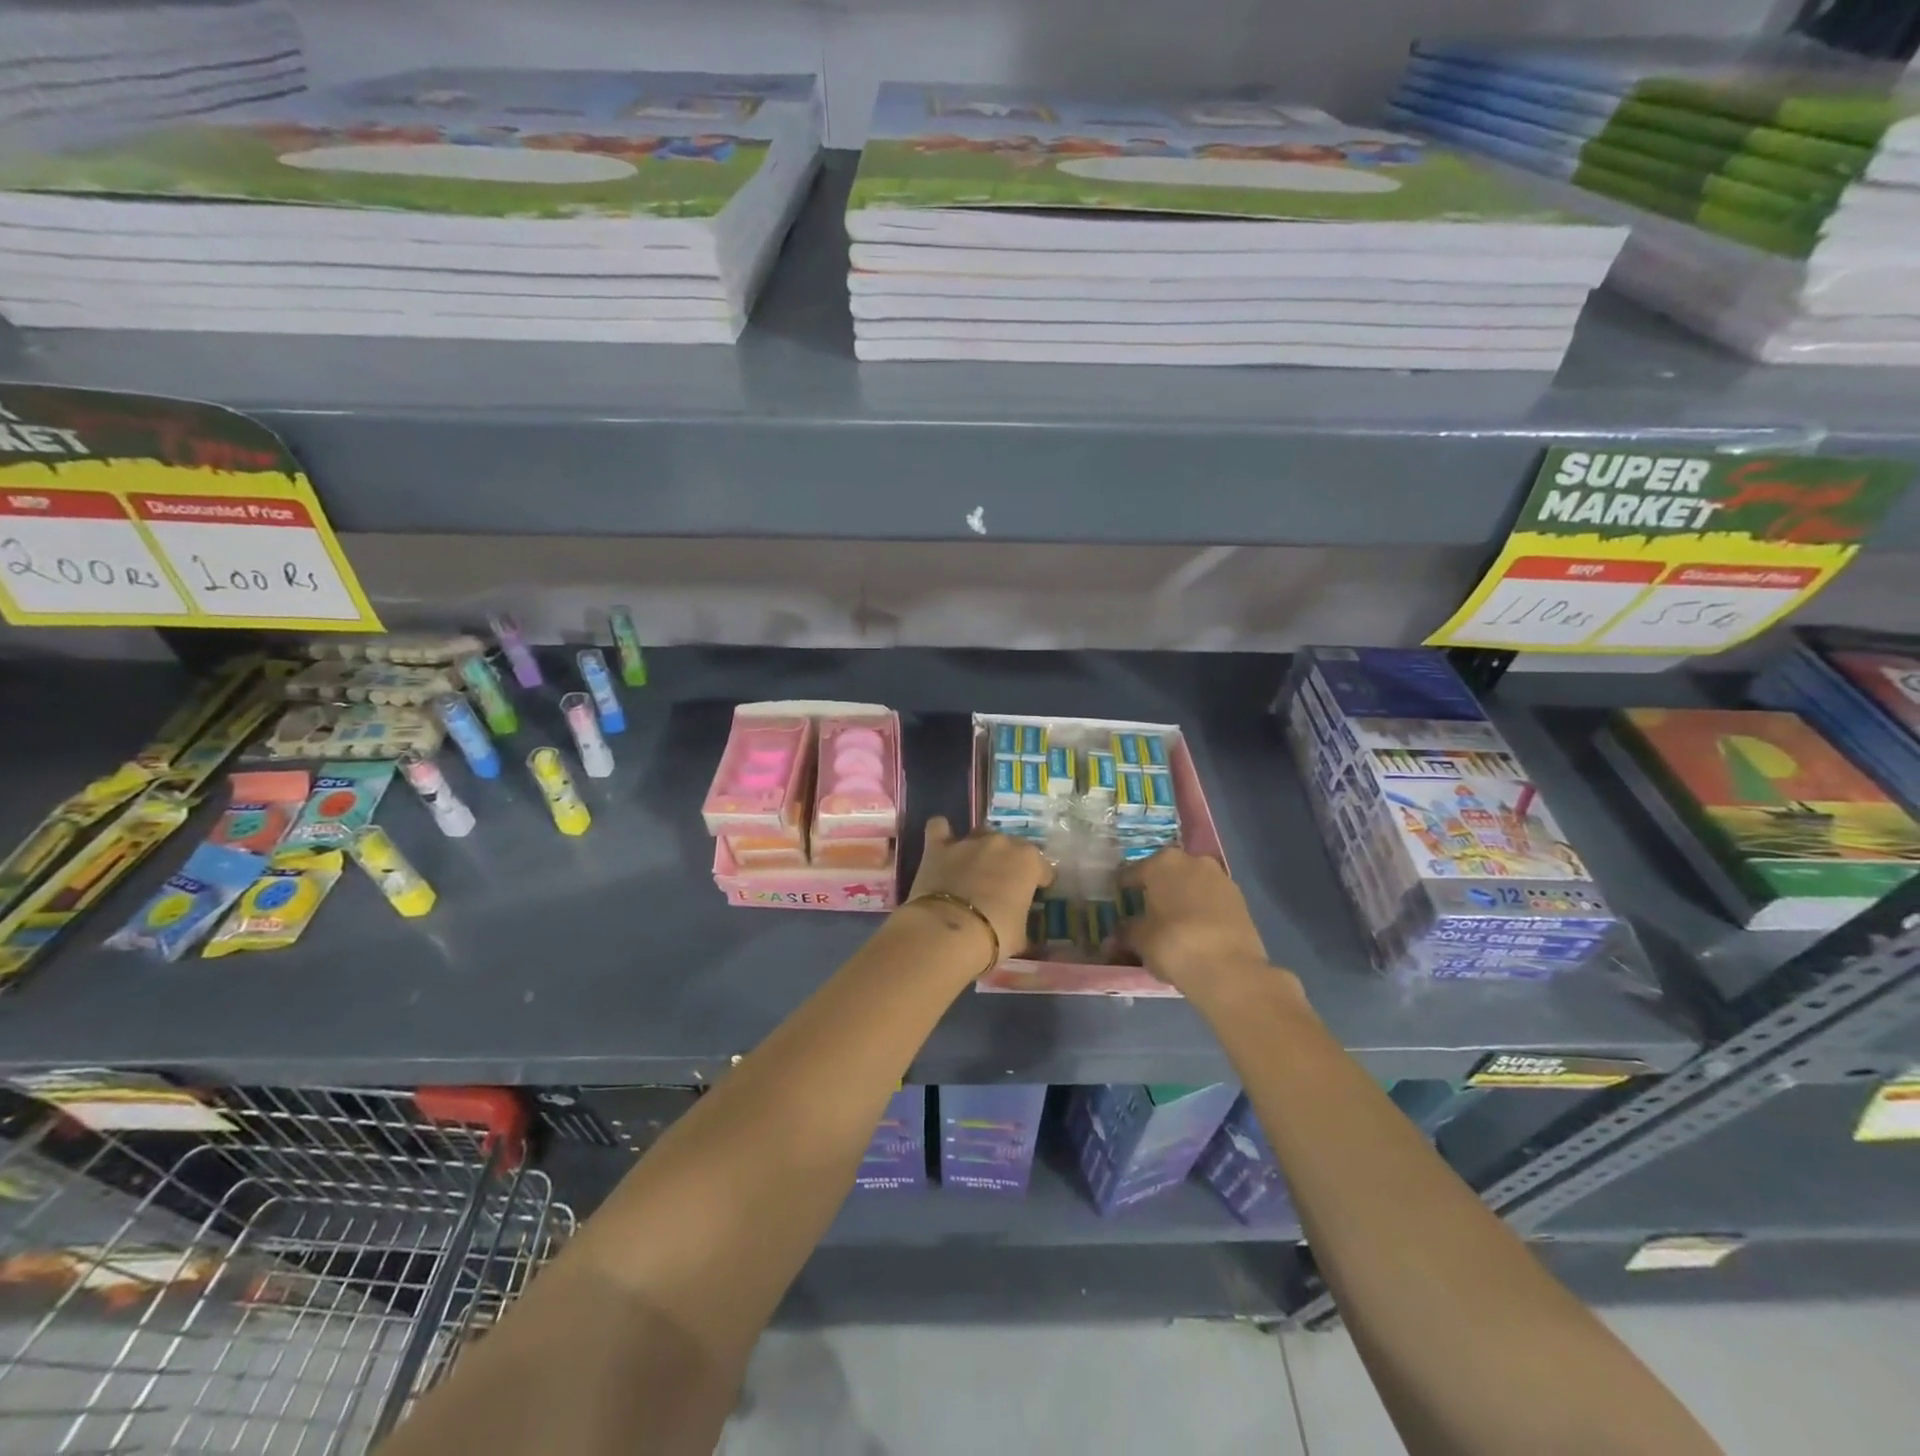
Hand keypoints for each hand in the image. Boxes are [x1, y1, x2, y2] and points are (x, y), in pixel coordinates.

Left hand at [905, 816, 1053, 961]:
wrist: (949, 932)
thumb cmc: (995, 936)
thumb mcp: (1020, 935)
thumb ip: (1020, 918)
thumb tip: (1014, 921)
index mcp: (1028, 862)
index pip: (1042, 867)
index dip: (1040, 881)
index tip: (1036, 893)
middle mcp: (1000, 843)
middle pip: (1011, 846)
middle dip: (1009, 862)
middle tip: (1002, 885)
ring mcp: (968, 841)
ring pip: (980, 834)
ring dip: (980, 849)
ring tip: (974, 869)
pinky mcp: (938, 846)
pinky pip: (939, 827)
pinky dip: (941, 834)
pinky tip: (943, 844)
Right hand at [1120, 848, 1280, 996]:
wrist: (1230, 970)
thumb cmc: (1173, 944)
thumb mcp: (1139, 940)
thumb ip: (1126, 931)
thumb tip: (1117, 933)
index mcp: (1161, 863)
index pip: (1132, 873)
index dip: (1123, 889)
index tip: (1118, 902)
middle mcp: (1192, 861)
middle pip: (1166, 874)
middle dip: (1156, 890)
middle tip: (1146, 912)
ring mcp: (1220, 878)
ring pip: (1192, 885)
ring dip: (1182, 898)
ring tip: (1173, 923)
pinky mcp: (1240, 899)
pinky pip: (1211, 900)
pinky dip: (1202, 910)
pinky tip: (1195, 931)